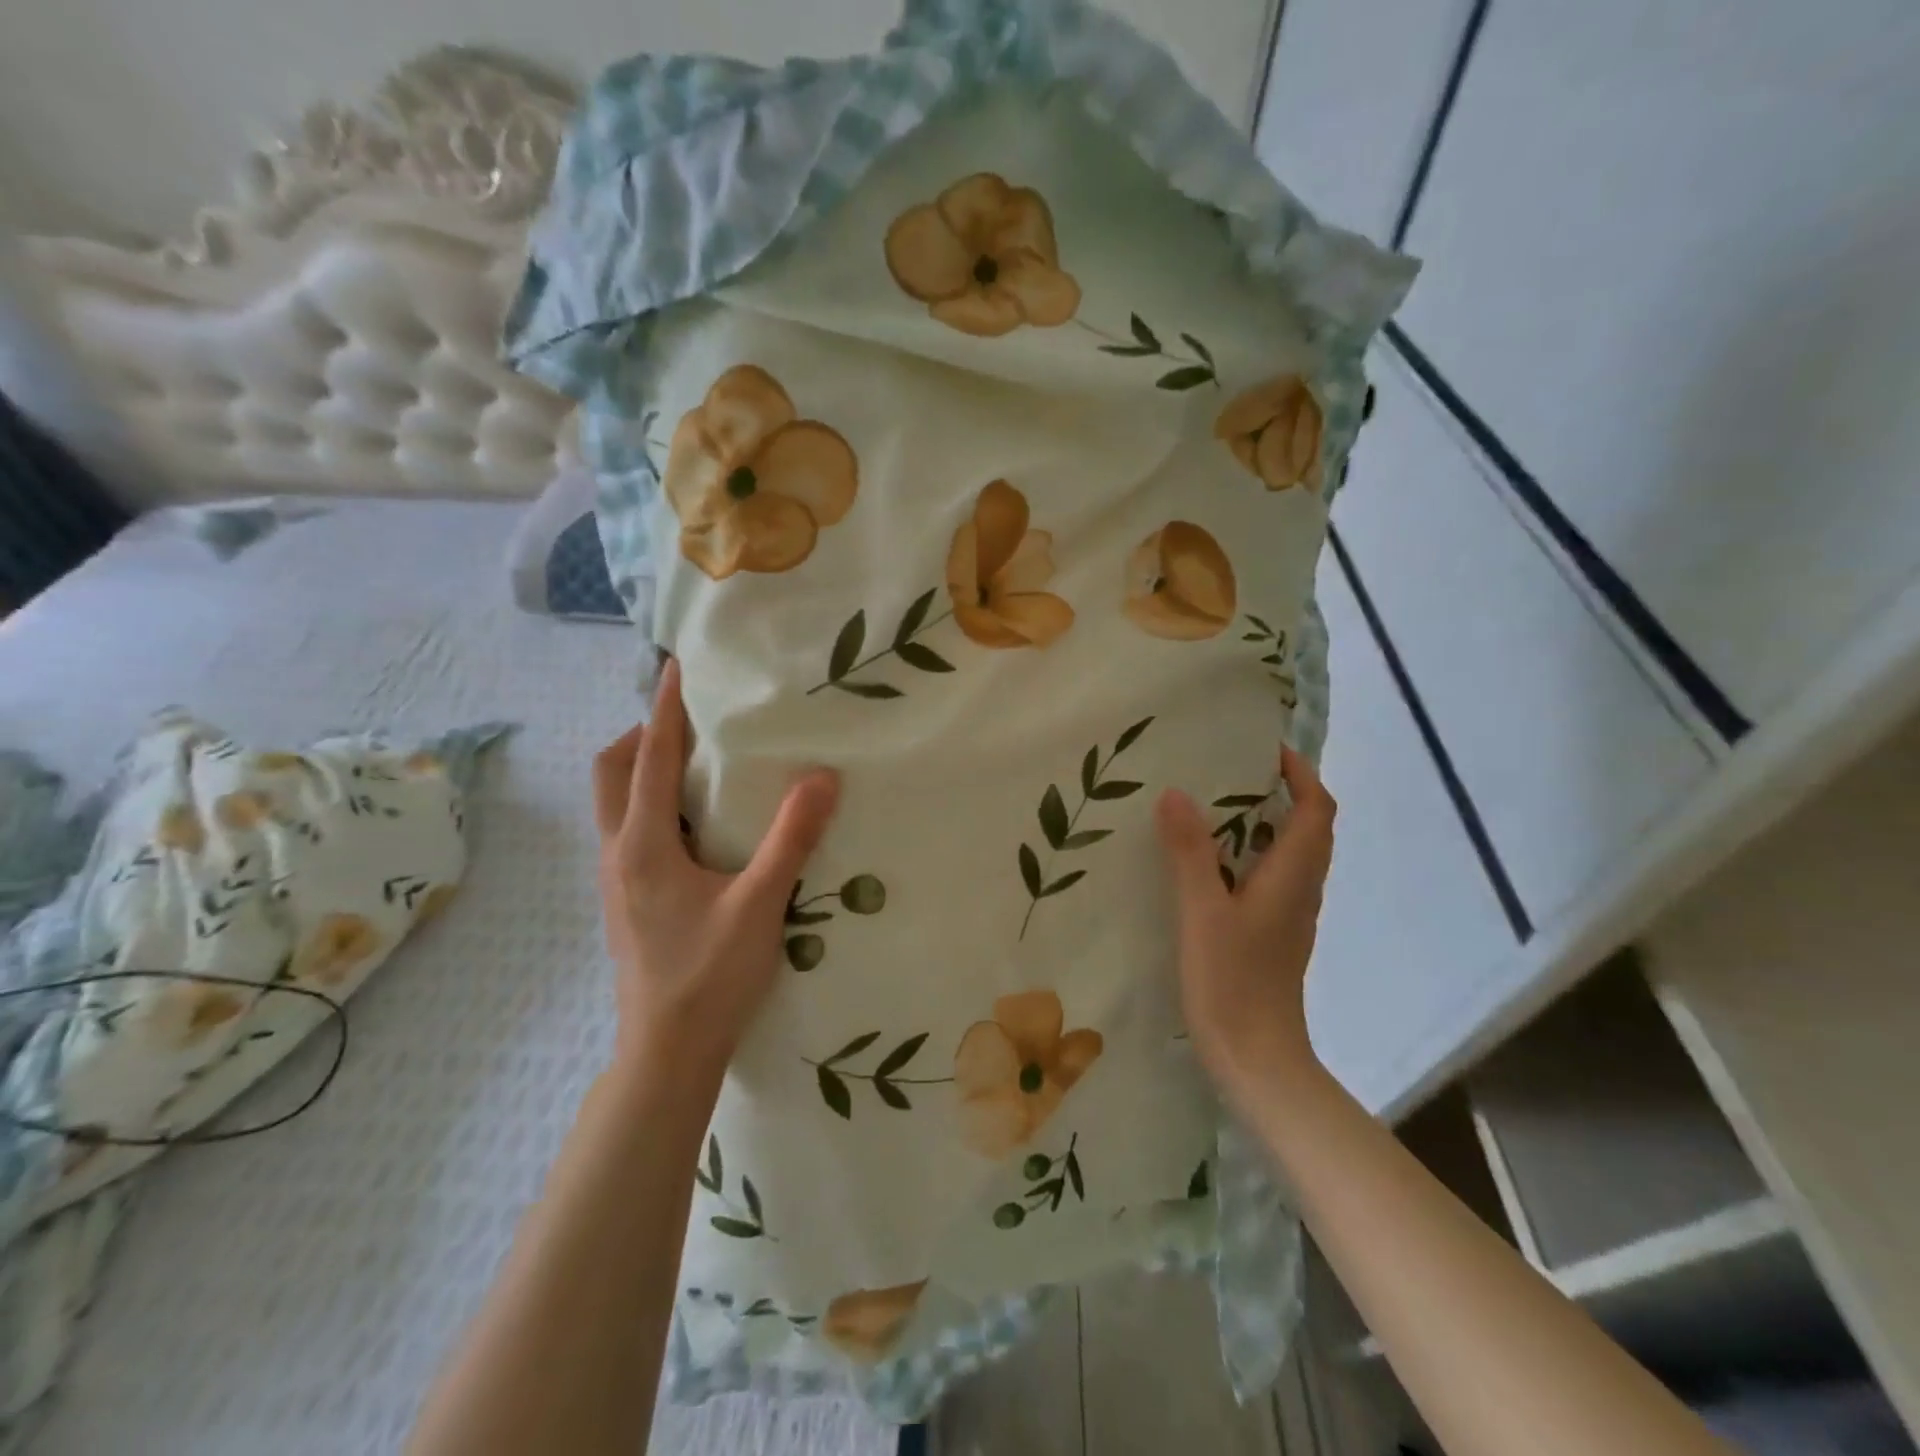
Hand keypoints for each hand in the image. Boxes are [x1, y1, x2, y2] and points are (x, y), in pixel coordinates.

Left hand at [592, 658, 839, 1079]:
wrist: (667, 1052)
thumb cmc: (710, 975)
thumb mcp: (760, 903)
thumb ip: (790, 838)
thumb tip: (822, 777)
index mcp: (643, 844)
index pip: (651, 757)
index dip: (665, 708)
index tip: (676, 665)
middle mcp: (618, 852)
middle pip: (612, 771)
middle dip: (643, 735)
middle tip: (692, 724)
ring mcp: (616, 879)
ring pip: (616, 803)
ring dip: (645, 770)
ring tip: (699, 765)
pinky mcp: (627, 900)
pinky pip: (630, 830)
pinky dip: (654, 805)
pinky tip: (699, 827)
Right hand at [1156, 745, 1336, 1110]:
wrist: (1256, 1060)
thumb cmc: (1233, 983)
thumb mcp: (1203, 912)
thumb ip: (1190, 853)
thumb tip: (1176, 792)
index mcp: (1292, 877)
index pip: (1316, 811)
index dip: (1301, 775)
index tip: (1267, 748)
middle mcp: (1300, 891)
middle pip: (1309, 829)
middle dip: (1284, 792)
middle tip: (1233, 770)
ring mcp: (1289, 917)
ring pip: (1290, 855)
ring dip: (1267, 823)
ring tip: (1216, 805)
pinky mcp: (1273, 936)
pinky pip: (1272, 878)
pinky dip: (1251, 855)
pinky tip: (1210, 863)